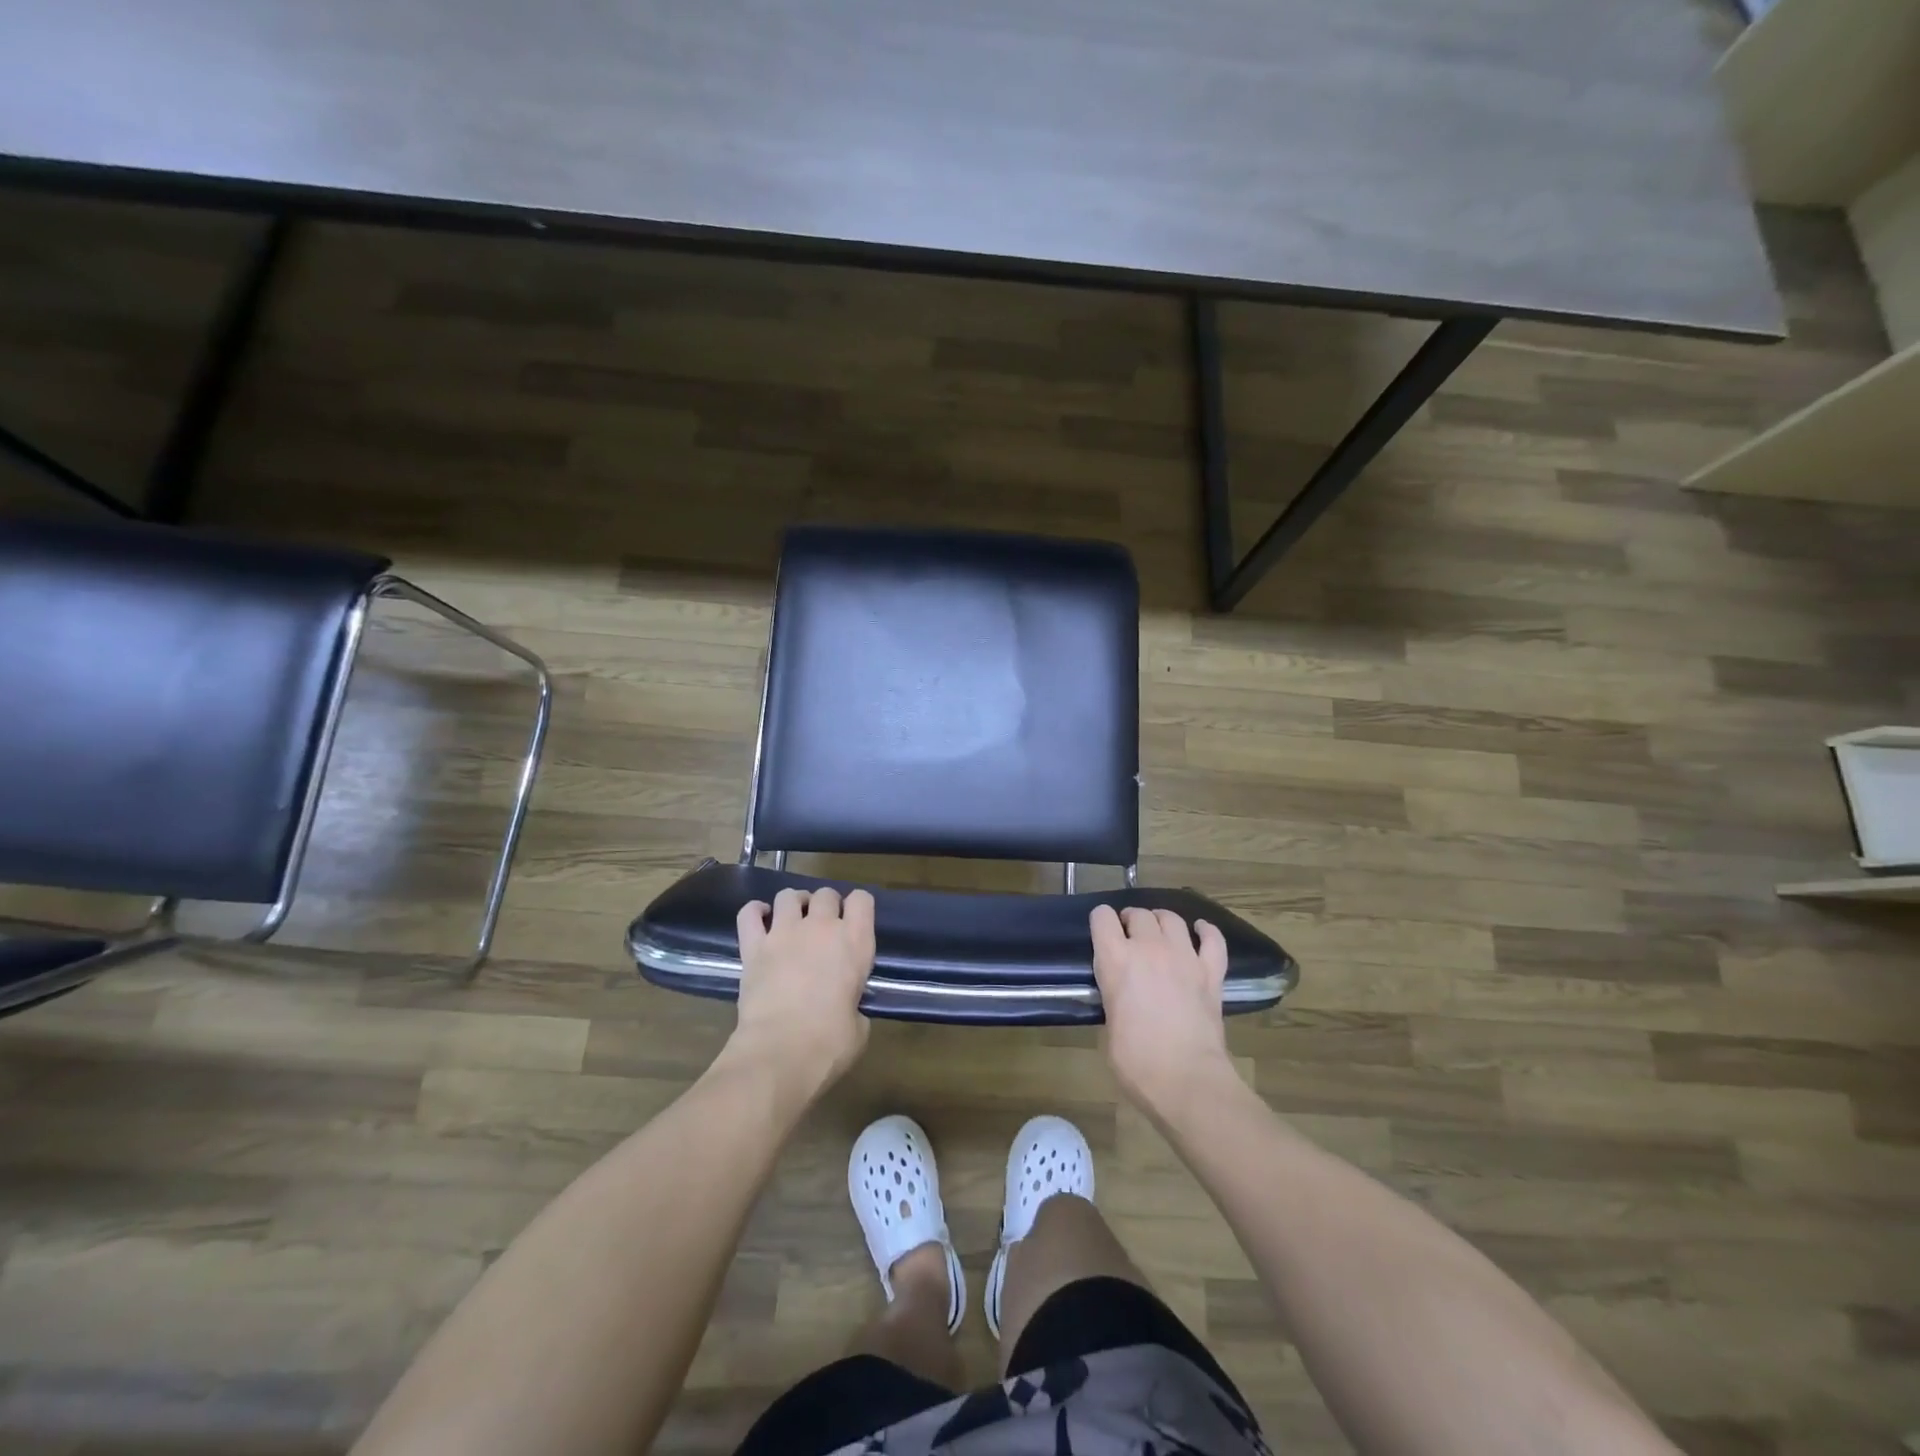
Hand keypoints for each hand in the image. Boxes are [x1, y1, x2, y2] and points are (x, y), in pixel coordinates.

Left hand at [725, 886, 875, 1099]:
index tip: (854, 922)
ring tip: (793, 920)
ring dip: (794, 904)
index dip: (858, 907)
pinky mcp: (753, 947)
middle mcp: (821, 927)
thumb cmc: (829, 1044)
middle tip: (822, 928)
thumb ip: (855, 1007)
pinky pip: (749, 913)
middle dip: (826, 905)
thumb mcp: (859, 1027)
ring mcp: (784, 933)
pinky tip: (760, 920)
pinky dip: (755, 912)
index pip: (862, 900)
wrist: (780, 1053)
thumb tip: (847, 1010)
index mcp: (855, 942)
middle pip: (826, 894)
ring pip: (788, 896)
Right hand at [1090, 905, 1233, 1117]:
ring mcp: (1184, 957)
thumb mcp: (1108, 1026)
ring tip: (1159, 931)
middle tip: (1129, 936)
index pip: (1102, 918)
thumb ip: (1113, 997)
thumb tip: (1121, 996)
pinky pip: (1213, 940)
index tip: (1102, 933)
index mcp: (1116, 960)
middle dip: (1130, 920)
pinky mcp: (1211, 973)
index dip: (1100, 921)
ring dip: (1161, 921)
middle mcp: (1149, 949)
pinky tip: (1201, 930)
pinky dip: (1206, 931)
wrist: (1186, 1080)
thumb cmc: (1136, 1061)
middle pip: (1138, 914)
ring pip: (1172, 919)